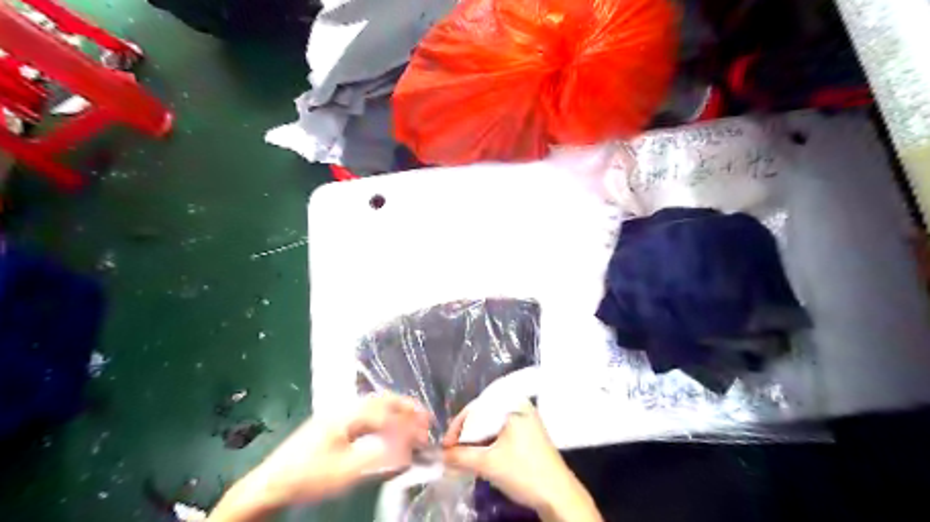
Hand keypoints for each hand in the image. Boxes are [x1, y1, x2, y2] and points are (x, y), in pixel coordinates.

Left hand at [208, 393, 429, 518]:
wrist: (270, 483)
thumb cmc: (308, 475)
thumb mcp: (345, 471)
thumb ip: (379, 458)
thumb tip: (407, 450)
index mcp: (347, 415)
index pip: (386, 412)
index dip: (408, 422)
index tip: (424, 433)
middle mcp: (345, 409)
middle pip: (381, 400)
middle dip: (405, 408)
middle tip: (425, 419)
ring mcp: (338, 415)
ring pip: (374, 405)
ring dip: (395, 411)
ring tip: (411, 421)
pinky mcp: (334, 425)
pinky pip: (366, 413)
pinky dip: (383, 418)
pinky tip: (387, 429)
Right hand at [442, 402, 603, 520]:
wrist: (558, 495)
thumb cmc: (524, 472)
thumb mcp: (488, 464)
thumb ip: (460, 456)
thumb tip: (440, 455)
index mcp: (512, 404)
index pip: (476, 409)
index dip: (457, 427)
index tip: (445, 447)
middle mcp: (519, 406)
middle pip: (483, 416)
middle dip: (466, 435)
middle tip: (451, 451)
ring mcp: (525, 419)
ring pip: (492, 425)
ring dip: (476, 440)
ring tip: (462, 456)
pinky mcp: (528, 433)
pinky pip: (502, 432)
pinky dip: (488, 443)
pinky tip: (479, 455)